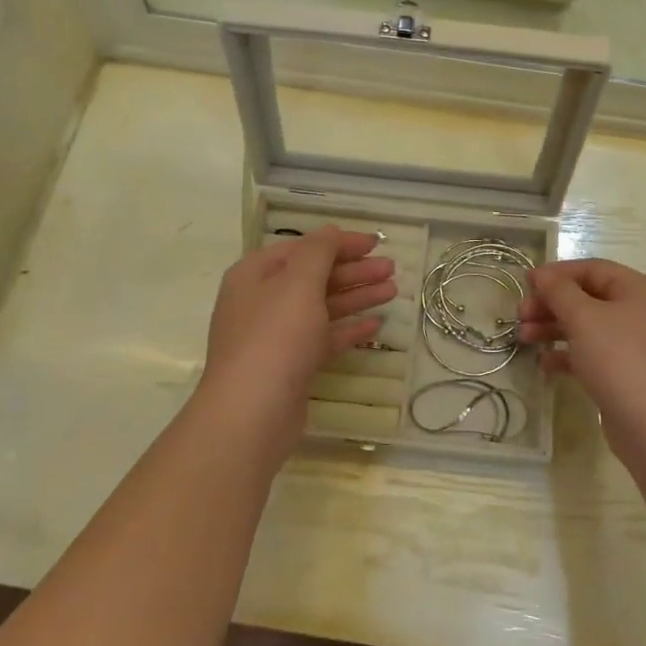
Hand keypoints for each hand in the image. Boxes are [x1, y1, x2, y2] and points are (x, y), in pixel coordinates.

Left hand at [199, 228, 396, 437]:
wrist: (252, 413)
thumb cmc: (275, 337)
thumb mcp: (299, 283)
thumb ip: (318, 252)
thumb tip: (330, 231)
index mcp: (255, 275)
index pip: (303, 248)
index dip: (339, 243)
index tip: (376, 243)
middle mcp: (262, 301)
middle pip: (314, 277)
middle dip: (353, 271)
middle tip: (391, 269)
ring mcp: (275, 337)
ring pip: (321, 308)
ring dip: (356, 296)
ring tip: (393, 290)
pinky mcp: (290, 366)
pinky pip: (323, 339)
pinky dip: (347, 330)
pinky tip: (375, 325)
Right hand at [518, 259, 645, 466]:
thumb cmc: (619, 358)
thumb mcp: (584, 317)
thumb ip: (559, 291)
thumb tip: (541, 275)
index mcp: (635, 290)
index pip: (591, 269)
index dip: (557, 273)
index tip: (526, 284)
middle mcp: (636, 312)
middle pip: (586, 298)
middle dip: (550, 304)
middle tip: (520, 315)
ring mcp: (632, 345)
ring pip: (585, 327)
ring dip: (552, 329)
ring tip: (523, 338)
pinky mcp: (624, 374)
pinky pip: (590, 355)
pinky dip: (566, 355)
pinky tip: (544, 365)